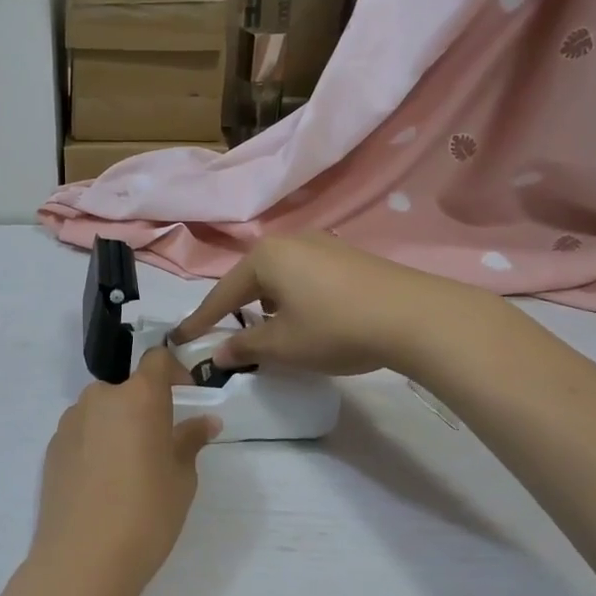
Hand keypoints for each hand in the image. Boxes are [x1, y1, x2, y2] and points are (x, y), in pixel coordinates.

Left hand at [30, 347, 220, 595]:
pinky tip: (102, 485)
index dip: (174, 372)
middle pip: (128, 389)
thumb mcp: (181, 479)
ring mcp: (70, 421)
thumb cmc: (145, 515)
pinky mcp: (52, 447)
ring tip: (129, 471)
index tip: (186, 398)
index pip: (156, 359)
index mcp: (138, 397)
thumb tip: (205, 421)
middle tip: (159, 446)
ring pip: (103, 412)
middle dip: (146, 408)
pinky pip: (83, 433)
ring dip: (119, 426)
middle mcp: (100, 398)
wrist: (82, 562)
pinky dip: (96, 445)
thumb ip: (190, 441)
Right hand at [172, 232, 505, 376]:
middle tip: (223, 334)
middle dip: (236, 309)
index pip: (222, 294)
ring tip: (265, 330)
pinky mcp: (347, 256)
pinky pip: (305, 276)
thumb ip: (245, 348)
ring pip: (279, 277)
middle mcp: (290, 241)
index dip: (200, 321)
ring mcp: (322, 244)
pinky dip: (293, 298)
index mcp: (265, 257)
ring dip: (266, 304)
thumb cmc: (335, 328)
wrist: (415, 317)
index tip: (180, 339)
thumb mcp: (283, 346)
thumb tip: (218, 354)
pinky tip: (304, 319)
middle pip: (250, 280)